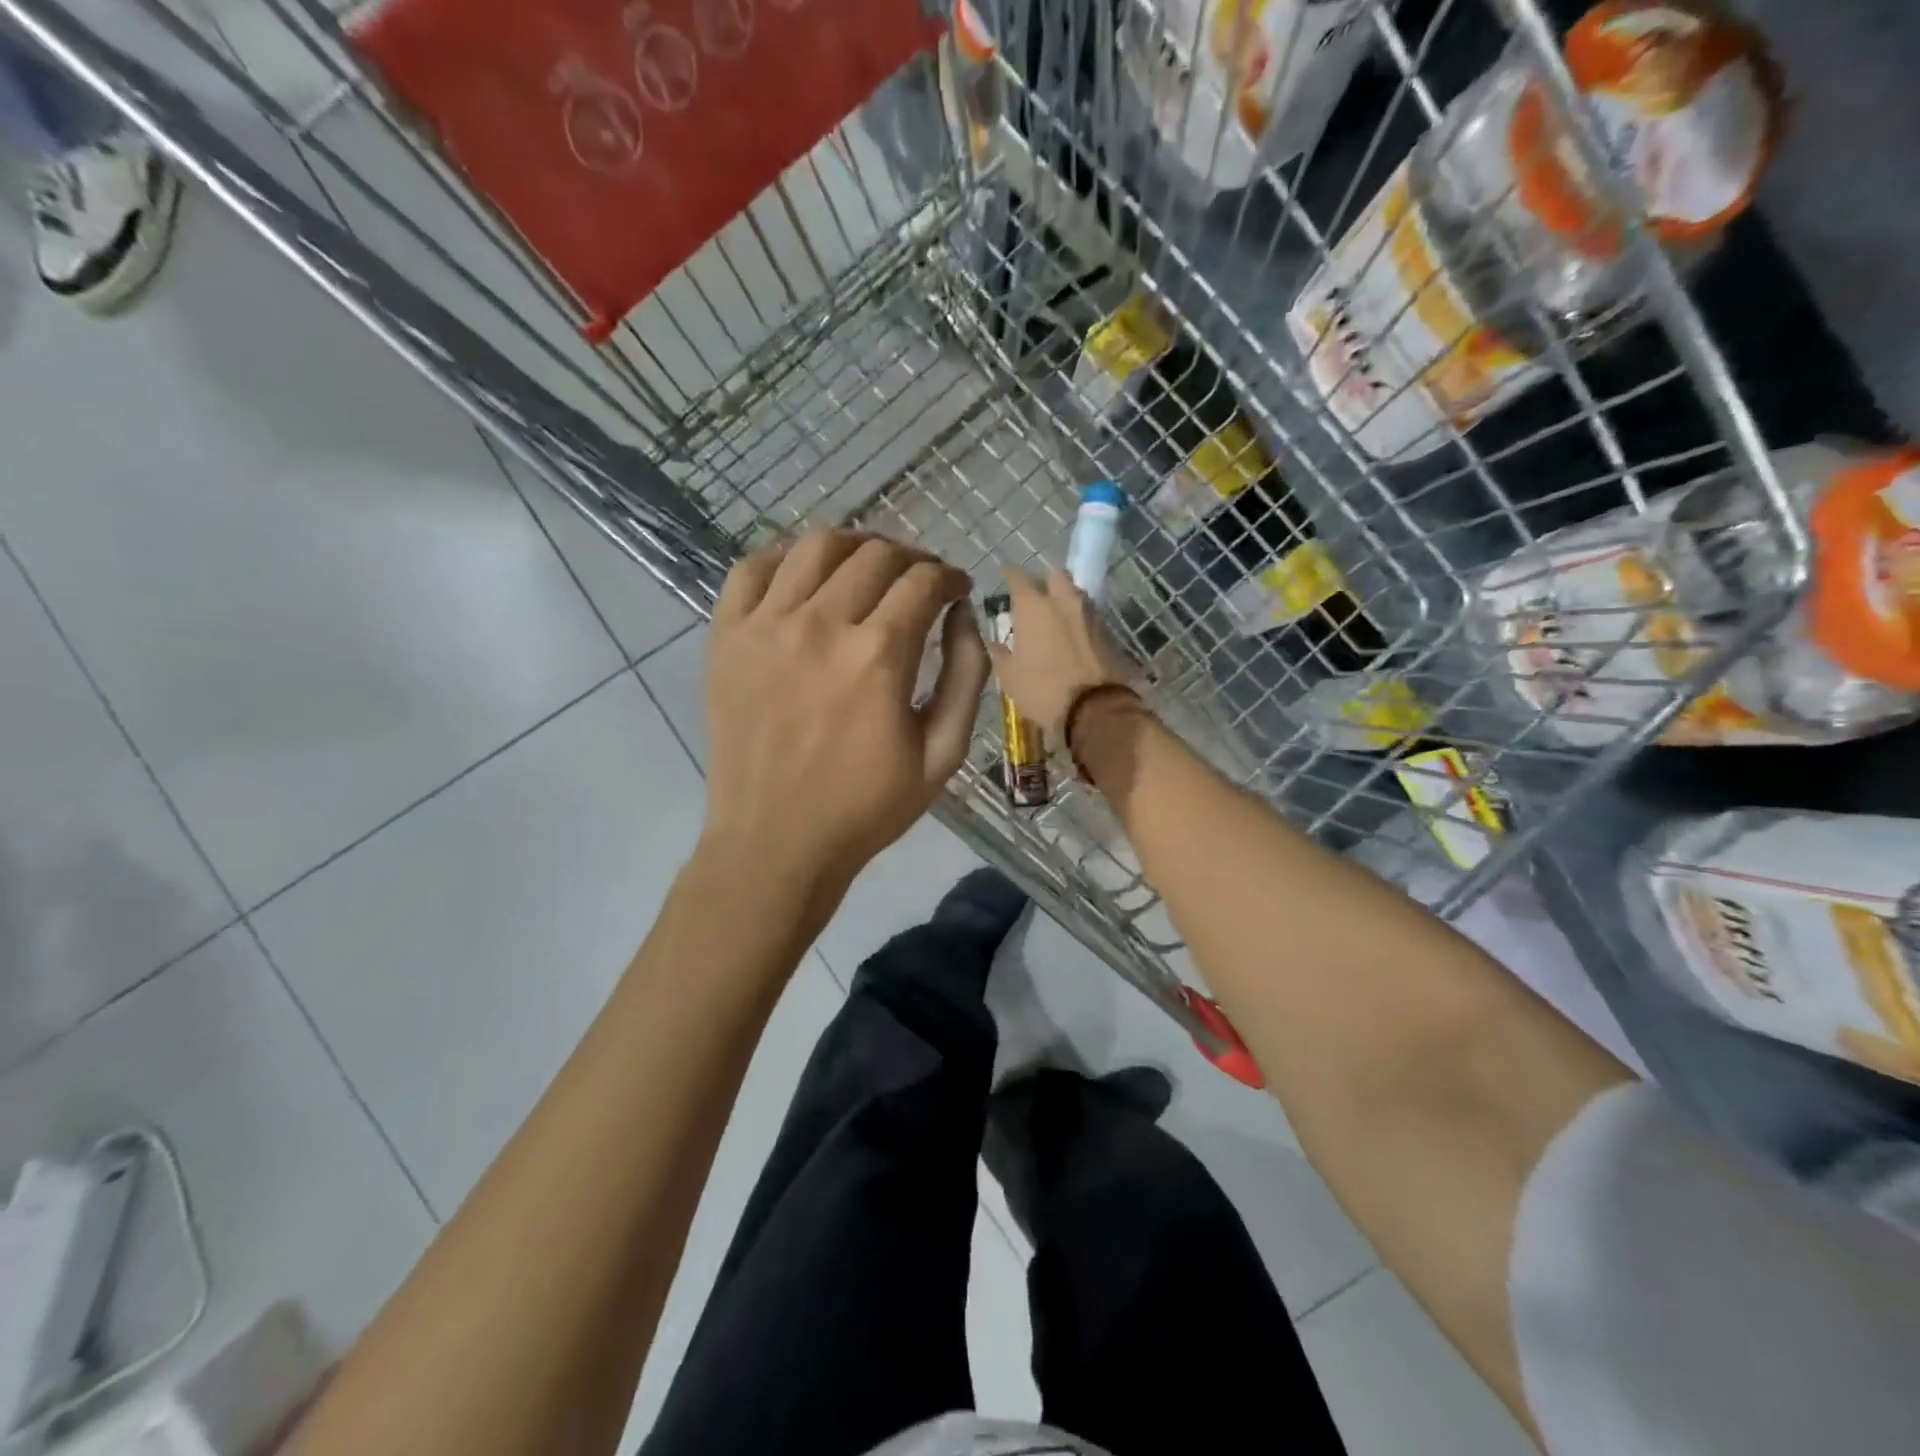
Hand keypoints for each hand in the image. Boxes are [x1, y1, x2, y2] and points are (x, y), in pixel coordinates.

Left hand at [703, 531, 990, 890]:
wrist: (775, 843)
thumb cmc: (866, 807)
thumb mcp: (942, 754)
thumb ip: (966, 677)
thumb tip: (964, 616)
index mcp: (878, 656)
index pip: (923, 581)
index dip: (948, 577)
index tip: (955, 589)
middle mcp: (820, 625)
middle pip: (875, 555)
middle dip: (910, 559)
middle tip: (919, 581)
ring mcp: (766, 626)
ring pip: (815, 547)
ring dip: (854, 545)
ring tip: (867, 566)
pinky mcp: (726, 638)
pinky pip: (751, 569)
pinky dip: (783, 557)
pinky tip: (803, 574)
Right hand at [988, 566, 1135, 739]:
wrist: (1095, 709)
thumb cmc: (1042, 691)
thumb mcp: (1010, 677)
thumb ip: (1000, 655)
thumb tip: (994, 644)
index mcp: (1034, 607)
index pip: (1018, 576)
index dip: (1010, 573)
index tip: (1004, 573)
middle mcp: (1063, 601)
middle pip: (1055, 575)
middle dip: (1045, 580)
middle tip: (1035, 595)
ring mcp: (1090, 614)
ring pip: (1076, 593)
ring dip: (1065, 598)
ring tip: (1055, 616)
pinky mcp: (1108, 631)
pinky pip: (1090, 615)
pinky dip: (1079, 619)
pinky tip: (1072, 634)